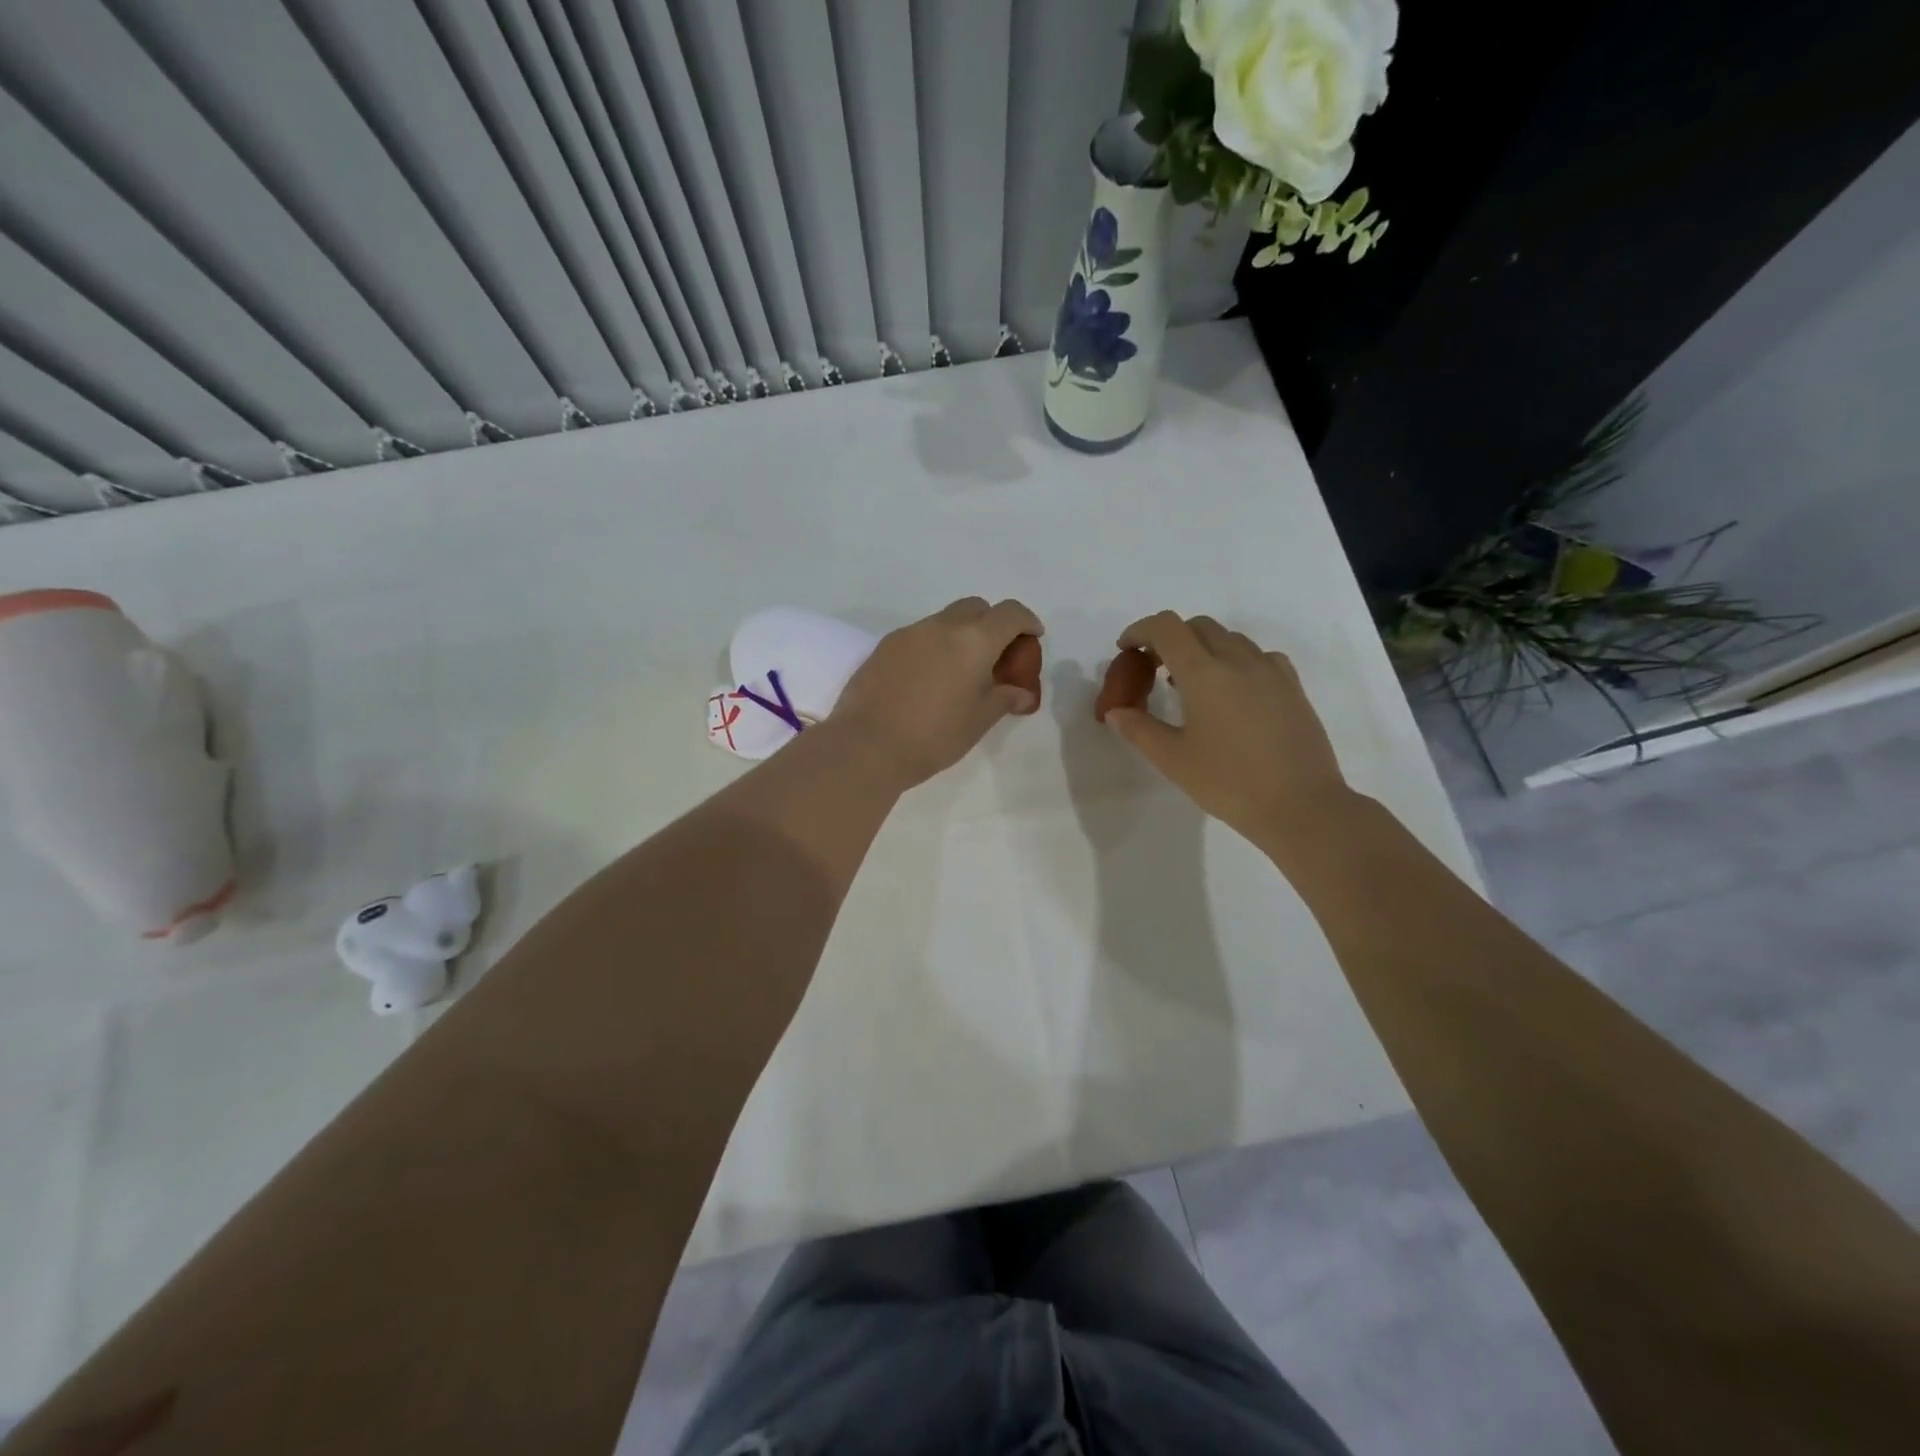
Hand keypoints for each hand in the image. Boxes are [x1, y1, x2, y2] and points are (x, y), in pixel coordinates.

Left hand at [829, 598, 1044, 789]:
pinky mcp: (884, 647)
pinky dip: (934, 647)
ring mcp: (909, 633)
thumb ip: (1005, 698)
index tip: (1032, 639)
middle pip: (976, 608)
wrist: (866, 746)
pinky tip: (929, 679)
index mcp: (973, 640)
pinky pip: (919, 636)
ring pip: (945, 620)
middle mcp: (941, 626)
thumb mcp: (979, 721)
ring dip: (961, 636)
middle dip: (992, 624)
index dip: (1027, 622)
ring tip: (960, 672)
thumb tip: (1021, 692)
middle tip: (996, 657)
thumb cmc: (933, 736)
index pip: (1010, 614)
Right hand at [1104, 612, 1353, 849]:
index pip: (1167, 627)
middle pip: (1198, 626)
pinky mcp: (1292, 686)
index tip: (1127, 649)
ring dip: (1202, 647)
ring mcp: (1270, 670)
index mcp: (1204, 673)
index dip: (1141, 630)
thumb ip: (1139, 729)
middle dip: (1171, 638)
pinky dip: (1234, 660)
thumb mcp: (1173, 760)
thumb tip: (1116, 711)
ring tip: (1189, 684)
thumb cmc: (1229, 783)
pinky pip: (1257, 656)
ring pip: (1230, 638)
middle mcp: (1238, 660)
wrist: (1301, 806)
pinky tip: (1232, 692)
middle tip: (1154, 668)